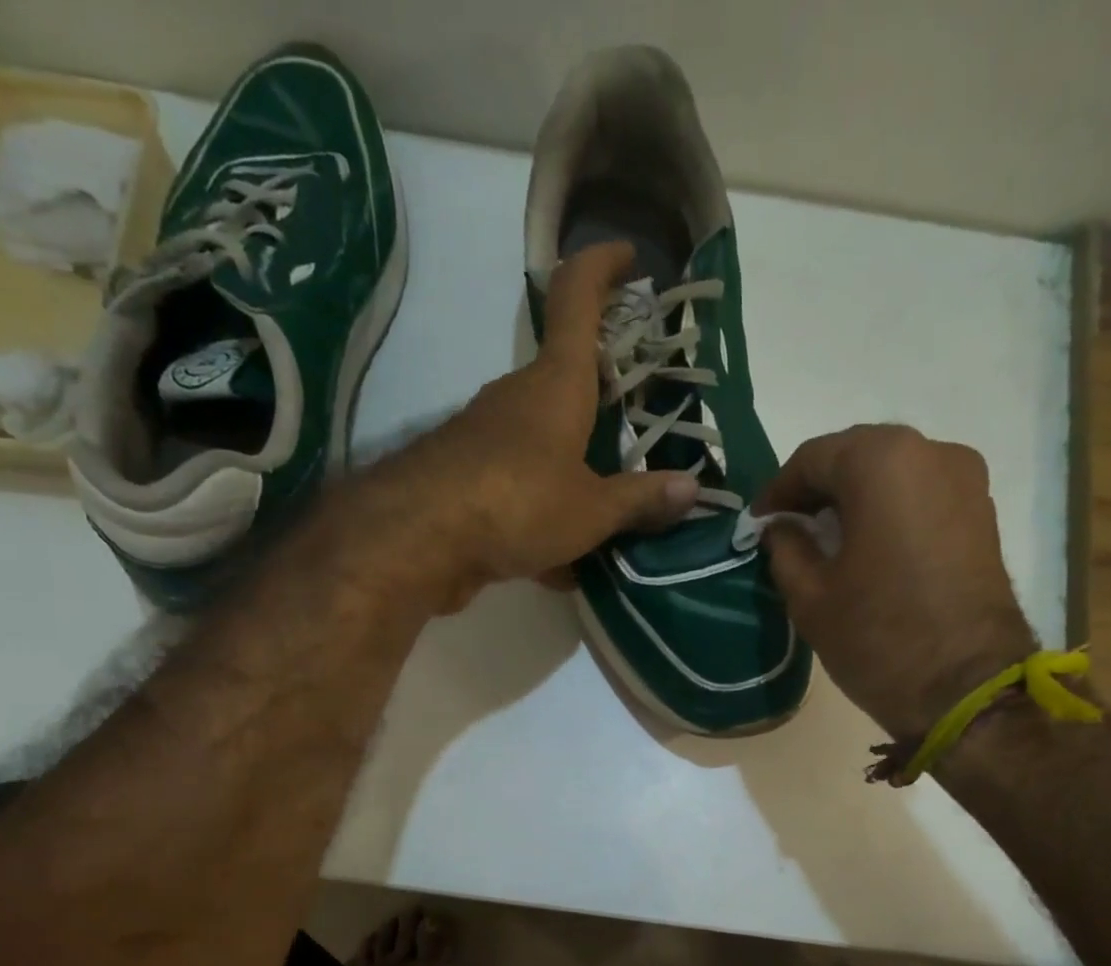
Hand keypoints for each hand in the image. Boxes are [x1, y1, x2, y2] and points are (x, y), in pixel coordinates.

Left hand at [328, 242, 697, 614]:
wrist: (418, 542)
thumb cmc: (517, 502)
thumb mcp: (591, 510)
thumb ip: (640, 500)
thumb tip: (692, 490)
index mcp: (557, 384)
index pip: (576, 298)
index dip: (602, 267)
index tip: (629, 256)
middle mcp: (519, 398)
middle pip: (566, 381)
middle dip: (603, 398)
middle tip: (643, 426)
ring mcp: (487, 437)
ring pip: (545, 443)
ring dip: (577, 469)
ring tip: (614, 514)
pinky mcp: (468, 478)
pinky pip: (521, 488)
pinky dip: (545, 516)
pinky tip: (564, 565)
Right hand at [755, 426, 1037, 740]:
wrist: (967, 688)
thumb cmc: (877, 637)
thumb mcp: (810, 595)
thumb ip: (786, 547)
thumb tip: (781, 528)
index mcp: (881, 462)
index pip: (813, 458)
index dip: (779, 490)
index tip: (759, 523)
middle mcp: (931, 452)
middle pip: (857, 456)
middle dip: (819, 488)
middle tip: (791, 526)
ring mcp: (966, 480)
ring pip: (893, 472)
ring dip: (856, 498)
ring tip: (829, 538)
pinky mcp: (984, 512)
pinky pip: (922, 494)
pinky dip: (890, 509)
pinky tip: (870, 546)